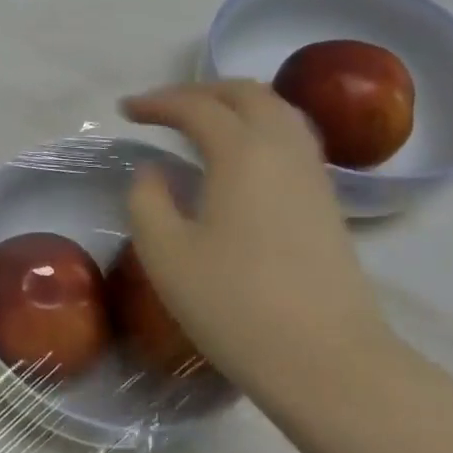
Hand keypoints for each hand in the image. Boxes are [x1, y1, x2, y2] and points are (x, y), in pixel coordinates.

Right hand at [121, 81, 399, 408]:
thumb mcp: (165, 253)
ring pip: (278, 112)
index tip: (125, 111)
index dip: (157, 102)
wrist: (326, 361)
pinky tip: (239, 159)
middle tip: (162, 109)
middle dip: (200, 91)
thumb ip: (147, 199)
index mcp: (242, 153)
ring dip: (235, 105)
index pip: (197, 107)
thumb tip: (154, 172)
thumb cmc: (234, 304)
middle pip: (246, 94)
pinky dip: (259, 128)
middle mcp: (284, 150)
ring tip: (201, 123)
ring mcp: (313, 177)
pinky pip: (292, 140)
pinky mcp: (327, 204)